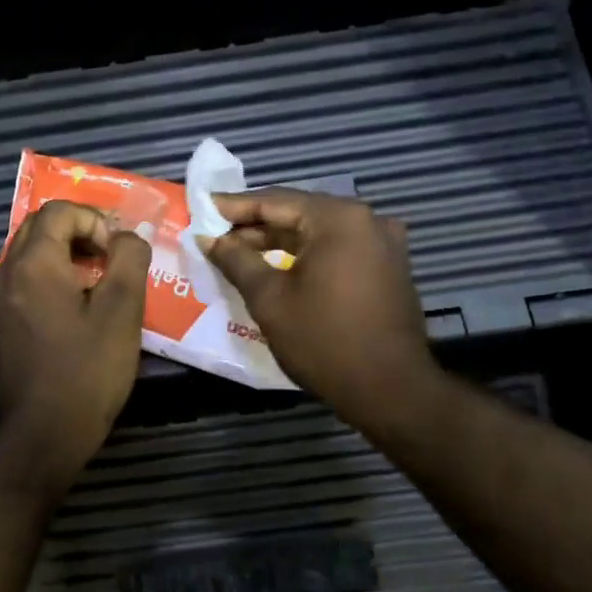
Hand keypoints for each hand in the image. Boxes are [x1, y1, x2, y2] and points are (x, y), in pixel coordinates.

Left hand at [0, 201, 151, 489]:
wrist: (45, 433)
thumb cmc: (87, 370)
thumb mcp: (122, 310)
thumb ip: (129, 258)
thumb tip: (127, 236)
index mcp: (32, 264)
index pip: (60, 211)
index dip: (96, 220)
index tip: (120, 251)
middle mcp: (7, 272)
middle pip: (41, 225)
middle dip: (81, 230)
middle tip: (114, 255)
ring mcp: (2, 298)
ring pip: (33, 251)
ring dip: (69, 251)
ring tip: (104, 277)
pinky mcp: (5, 319)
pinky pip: (29, 276)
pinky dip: (56, 273)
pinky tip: (83, 301)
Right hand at [205, 190, 437, 429]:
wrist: (390, 390)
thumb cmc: (323, 341)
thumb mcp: (269, 299)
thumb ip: (236, 260)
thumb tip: (209, 238)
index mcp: (337, 218)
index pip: (274, 201)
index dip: (233, 207)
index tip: (201, 209)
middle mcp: (366, 219)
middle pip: (298, 212)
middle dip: (255, 224)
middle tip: (215, 234)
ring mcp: (382, 242)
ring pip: (318, 231)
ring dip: (279, 240)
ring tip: (239, 251)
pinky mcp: (388, 266)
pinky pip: (338, 248)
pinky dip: (306, 253)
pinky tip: (278, 265)